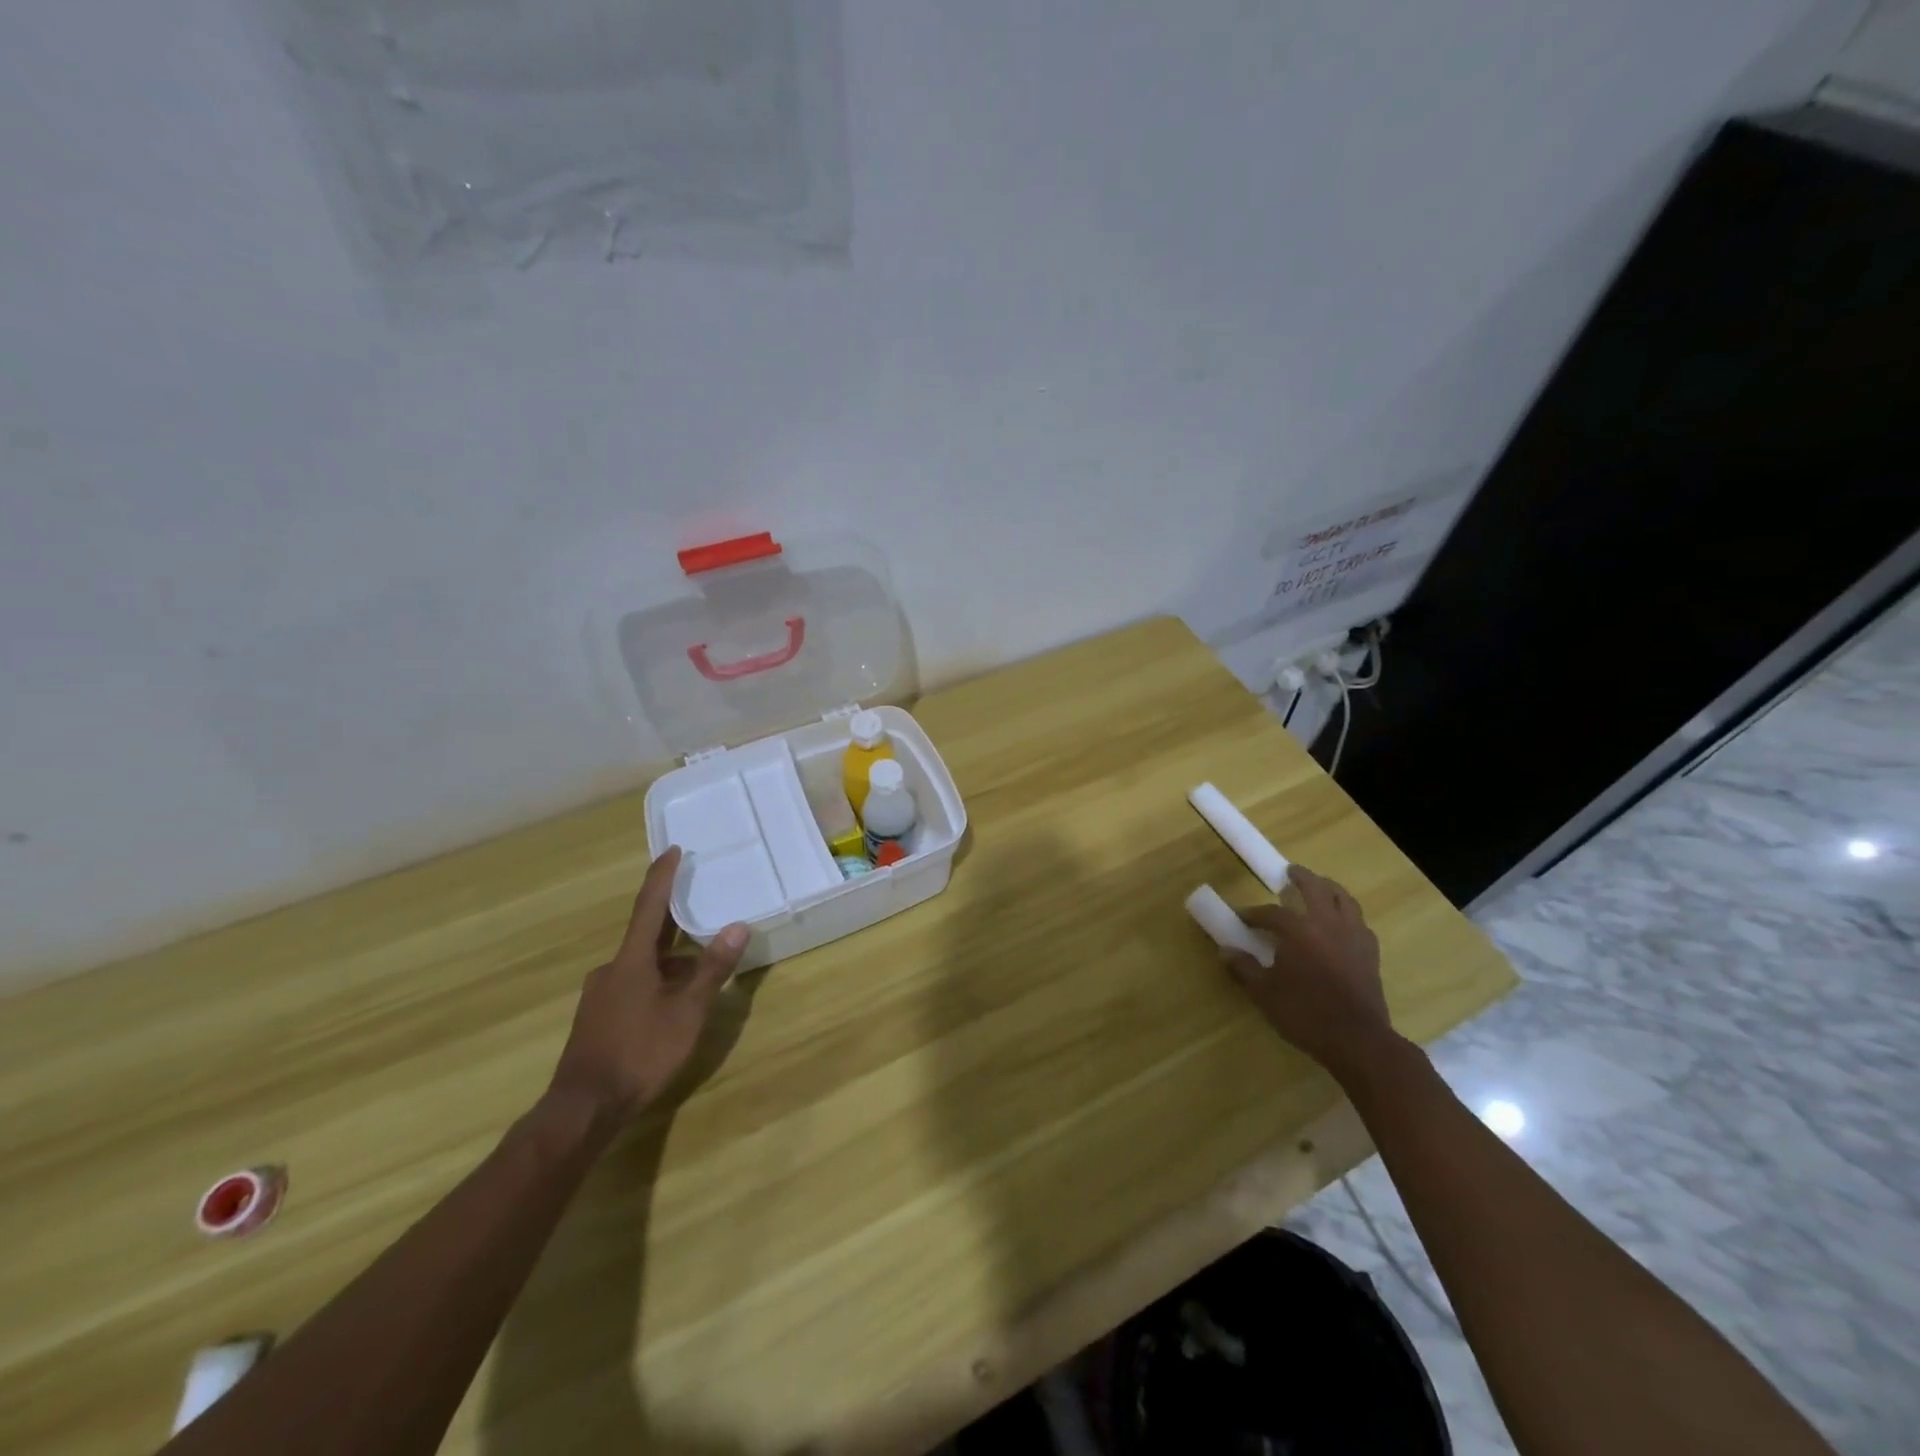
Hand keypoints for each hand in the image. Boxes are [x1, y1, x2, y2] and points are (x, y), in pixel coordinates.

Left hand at [545, 847, 750, 1128]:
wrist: (584, 1108)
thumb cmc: (640, 1052)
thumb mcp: (687, 1012)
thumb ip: (712, 969)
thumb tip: (738, 926)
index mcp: (631, 960)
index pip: (649, 906)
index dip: (662, 876)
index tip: (672, 850)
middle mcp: (611, 969)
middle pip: (646, 935)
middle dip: (673, 922)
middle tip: (699, 906)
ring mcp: (600, 995)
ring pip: (641, 965)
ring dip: (669, 960)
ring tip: (699, 969)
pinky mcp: (598, 1018)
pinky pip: (632, 985)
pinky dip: (657, 981)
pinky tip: (673, 1003)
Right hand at [1222, 865, 1401, 1080]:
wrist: (1358, 1040)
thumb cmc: (1306, 1014)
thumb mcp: (1265, 993)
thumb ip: (1244, 968)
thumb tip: (1224, 951)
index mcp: (1299, 931)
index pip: (1273, 913)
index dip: (1255, 913)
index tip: (1242, 917)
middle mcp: (1328, 925)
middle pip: (1316, 889)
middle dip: (1301, 878)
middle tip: (1290, 872)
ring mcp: (1354, 937)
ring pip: (1344, 899)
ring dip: (1329, 888)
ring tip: (1320, 887)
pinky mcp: (1371, 953)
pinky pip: (1360, 922)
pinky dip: (1348, 914)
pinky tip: (1342, 922)